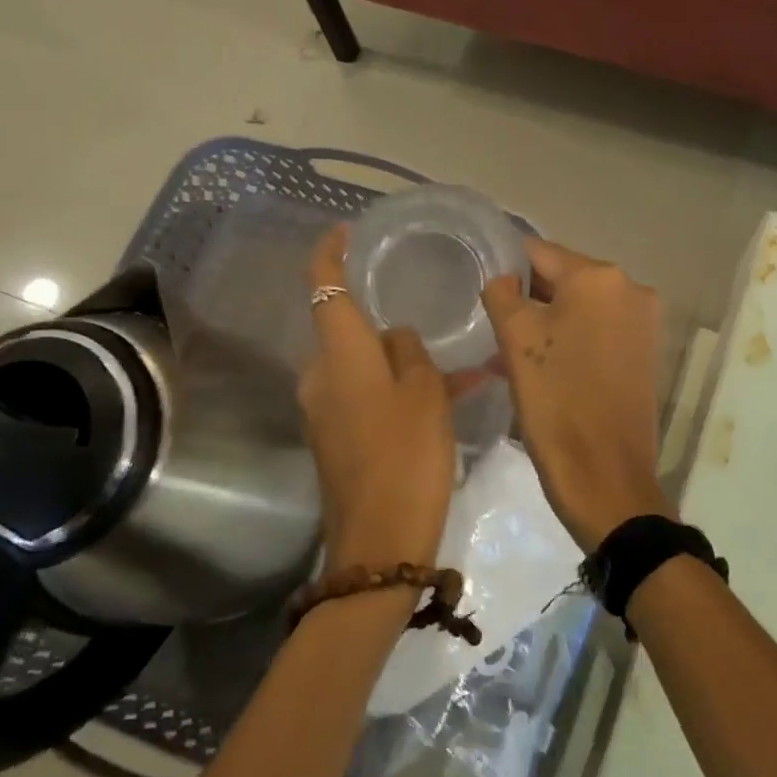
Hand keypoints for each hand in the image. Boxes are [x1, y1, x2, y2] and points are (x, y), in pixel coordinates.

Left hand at [300, 227, 456, 575]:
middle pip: (348, 329)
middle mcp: (320, 376)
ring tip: (456, 369)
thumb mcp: (425, 393)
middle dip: (384, 320)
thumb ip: (410, 351)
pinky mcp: (335, 438)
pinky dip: (396, 390)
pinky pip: (366, 396)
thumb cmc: (407, 457)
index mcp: (340, 355)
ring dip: (400, 361)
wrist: (379, 545)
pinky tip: (442, 400)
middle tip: (431, 316)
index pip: (323, 286)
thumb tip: (396, 336)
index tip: (345, 230)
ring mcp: (323, 410)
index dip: (330, 252)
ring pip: (364, 366)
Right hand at [483, 239, 672, 553]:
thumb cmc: (556, 401)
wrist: (607, 478)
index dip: (507, 266)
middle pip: (564, 278)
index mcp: (599, 277)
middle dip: (528, 298)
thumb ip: (502, 293)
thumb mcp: (515, 340)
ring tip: (511, 352)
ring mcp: (643, 322)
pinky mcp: (645, 353)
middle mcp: (630, 289)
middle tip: (494, 326)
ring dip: (547, 322)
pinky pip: (598, 331)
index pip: (539, 252)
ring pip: (581, 307)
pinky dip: (571, 339)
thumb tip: (507, 279)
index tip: (482, 288)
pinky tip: (543, 366)